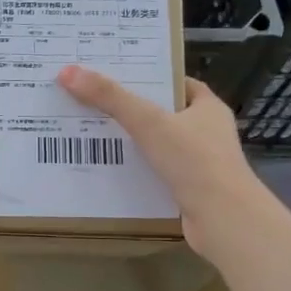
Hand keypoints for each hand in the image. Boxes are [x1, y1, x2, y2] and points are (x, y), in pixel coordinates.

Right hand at [56, 66, 262, 252]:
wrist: (222, 219)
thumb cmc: (193, 161)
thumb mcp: (148, 122)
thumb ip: (110, 97)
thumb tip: (68, 72)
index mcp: (207, 108)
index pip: (176, 83)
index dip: (148, 77)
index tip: (116, 74)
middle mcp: (207, 132)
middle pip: (163, 114)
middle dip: (132, 110)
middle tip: (93, 101)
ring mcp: (200, 164)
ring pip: (159, 146)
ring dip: (132, 143)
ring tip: (92, 134)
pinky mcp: (190, 191)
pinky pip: (157, 173)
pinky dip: (136, 171)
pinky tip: (108, 170)